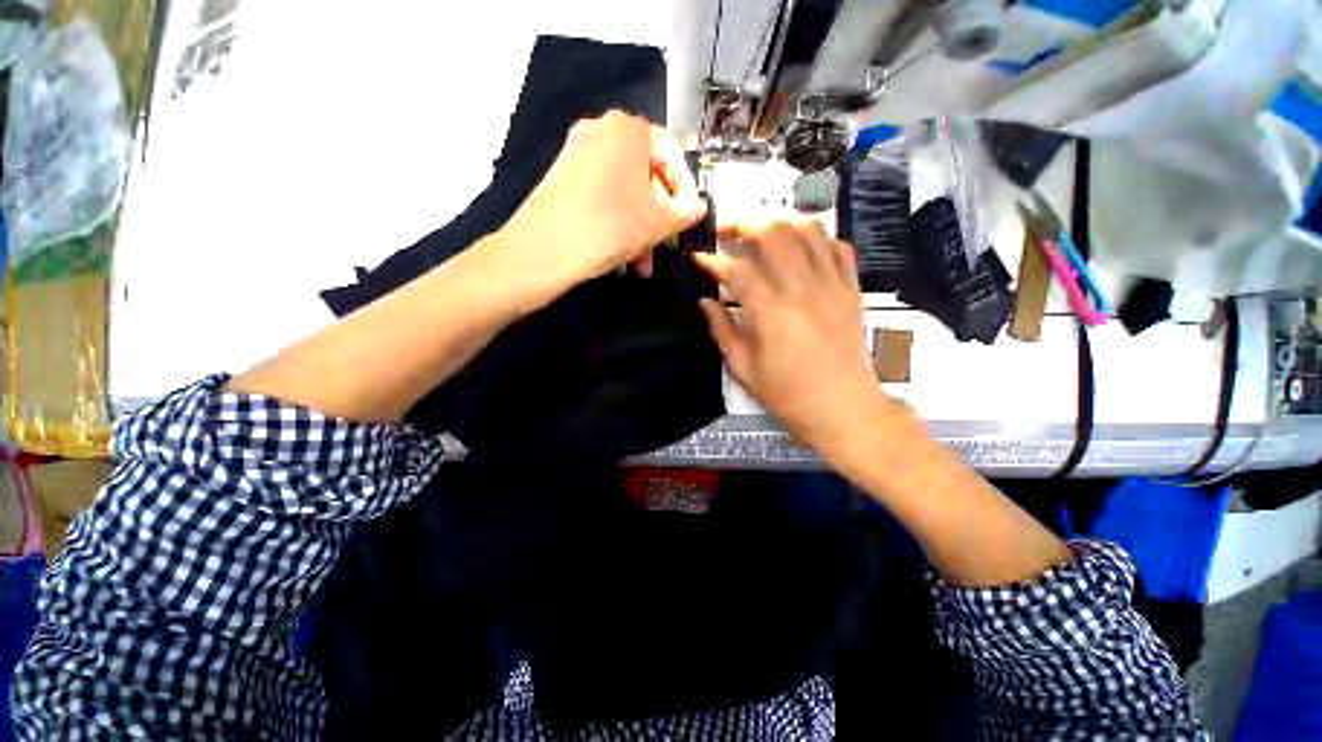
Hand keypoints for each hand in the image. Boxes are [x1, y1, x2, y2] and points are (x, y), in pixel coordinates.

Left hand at [497, 110, 706, 306]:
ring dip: (639, 228)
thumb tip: (698, 208)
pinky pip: (602, 196)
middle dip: (658, 218)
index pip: (672, 155)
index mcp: (629, 130)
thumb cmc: (612, 225)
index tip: (689, 220)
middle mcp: (601, 131)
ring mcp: (577, 153)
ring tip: (641, 265)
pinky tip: (620, 256)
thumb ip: (685, 212)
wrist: (547, 247)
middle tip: (665, 247)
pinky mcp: (562, 177)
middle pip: (645, 176)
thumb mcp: (659, 222)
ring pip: (624, 191)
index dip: (686, 191)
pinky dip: (616, 222)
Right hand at [694, 221, 887, 452]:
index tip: (699, 258)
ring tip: (761, 230)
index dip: (713, 260)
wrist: (844, 408)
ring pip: (808, 231)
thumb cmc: (788, 395)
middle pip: (774, 234)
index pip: (737, 270)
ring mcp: (832, 285)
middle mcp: (803, 289)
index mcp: (772, 312)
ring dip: (780, 223)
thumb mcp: (744, 369)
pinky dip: (817, 238)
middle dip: (745, 224)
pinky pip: (838, 247)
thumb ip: (722, 330)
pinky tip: (801, 247)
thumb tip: (705, 302)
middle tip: (726, 231)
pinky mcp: (851, 289)